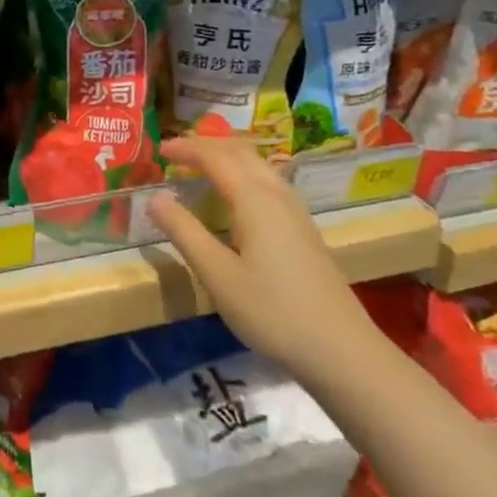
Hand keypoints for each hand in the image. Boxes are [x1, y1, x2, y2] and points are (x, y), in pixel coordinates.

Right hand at [146, 134, 379, 377]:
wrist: (342, 351)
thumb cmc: (273, 311)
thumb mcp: (217, 275)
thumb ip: (184, 232)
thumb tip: (154, 198)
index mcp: (254, 199)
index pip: (215, 157)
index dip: (186, 148)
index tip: (159, 150)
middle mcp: (277, 195)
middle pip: (241, 152)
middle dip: (207, 144)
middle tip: (177, 153)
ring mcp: (296, 212)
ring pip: (258, 165)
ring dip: (227, 156)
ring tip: (202, 167)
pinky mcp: (304, 230)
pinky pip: (268, 182)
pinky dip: (243, 173)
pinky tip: (236, 197)